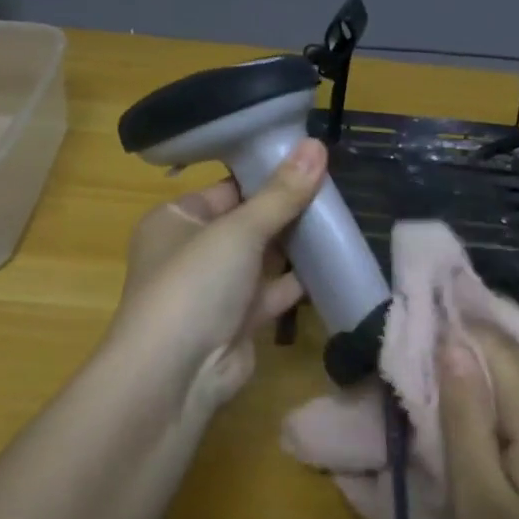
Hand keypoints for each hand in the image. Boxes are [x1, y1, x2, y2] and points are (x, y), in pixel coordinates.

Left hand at [106, 138, 327, 428]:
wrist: (175, 374)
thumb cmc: (195, 283)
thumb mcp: (239, 230)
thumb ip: (281, 193)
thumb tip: (317, 144)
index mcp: (176, 219)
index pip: (227, 188)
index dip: (267, 175)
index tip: (312, 161)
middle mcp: (192, 251)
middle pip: (248, 222)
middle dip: (287, 210)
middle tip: (337, 189)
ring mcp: (216, 289)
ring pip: (263, 258)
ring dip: (296, 245)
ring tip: (343, 219)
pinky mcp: (238, 321)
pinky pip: (273, 292)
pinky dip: (299, 281)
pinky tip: (334, 263)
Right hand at [437, 325, 518, 518]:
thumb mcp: (480, 496)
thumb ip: (464, 416)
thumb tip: (450, 345)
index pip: (490, 341)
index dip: (451, 329)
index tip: (411, 335)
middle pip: (508, 355)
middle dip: (463, 351)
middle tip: (418, 368)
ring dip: (481, 377)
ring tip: (441, 396)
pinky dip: (503, 399)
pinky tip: (483, 427)